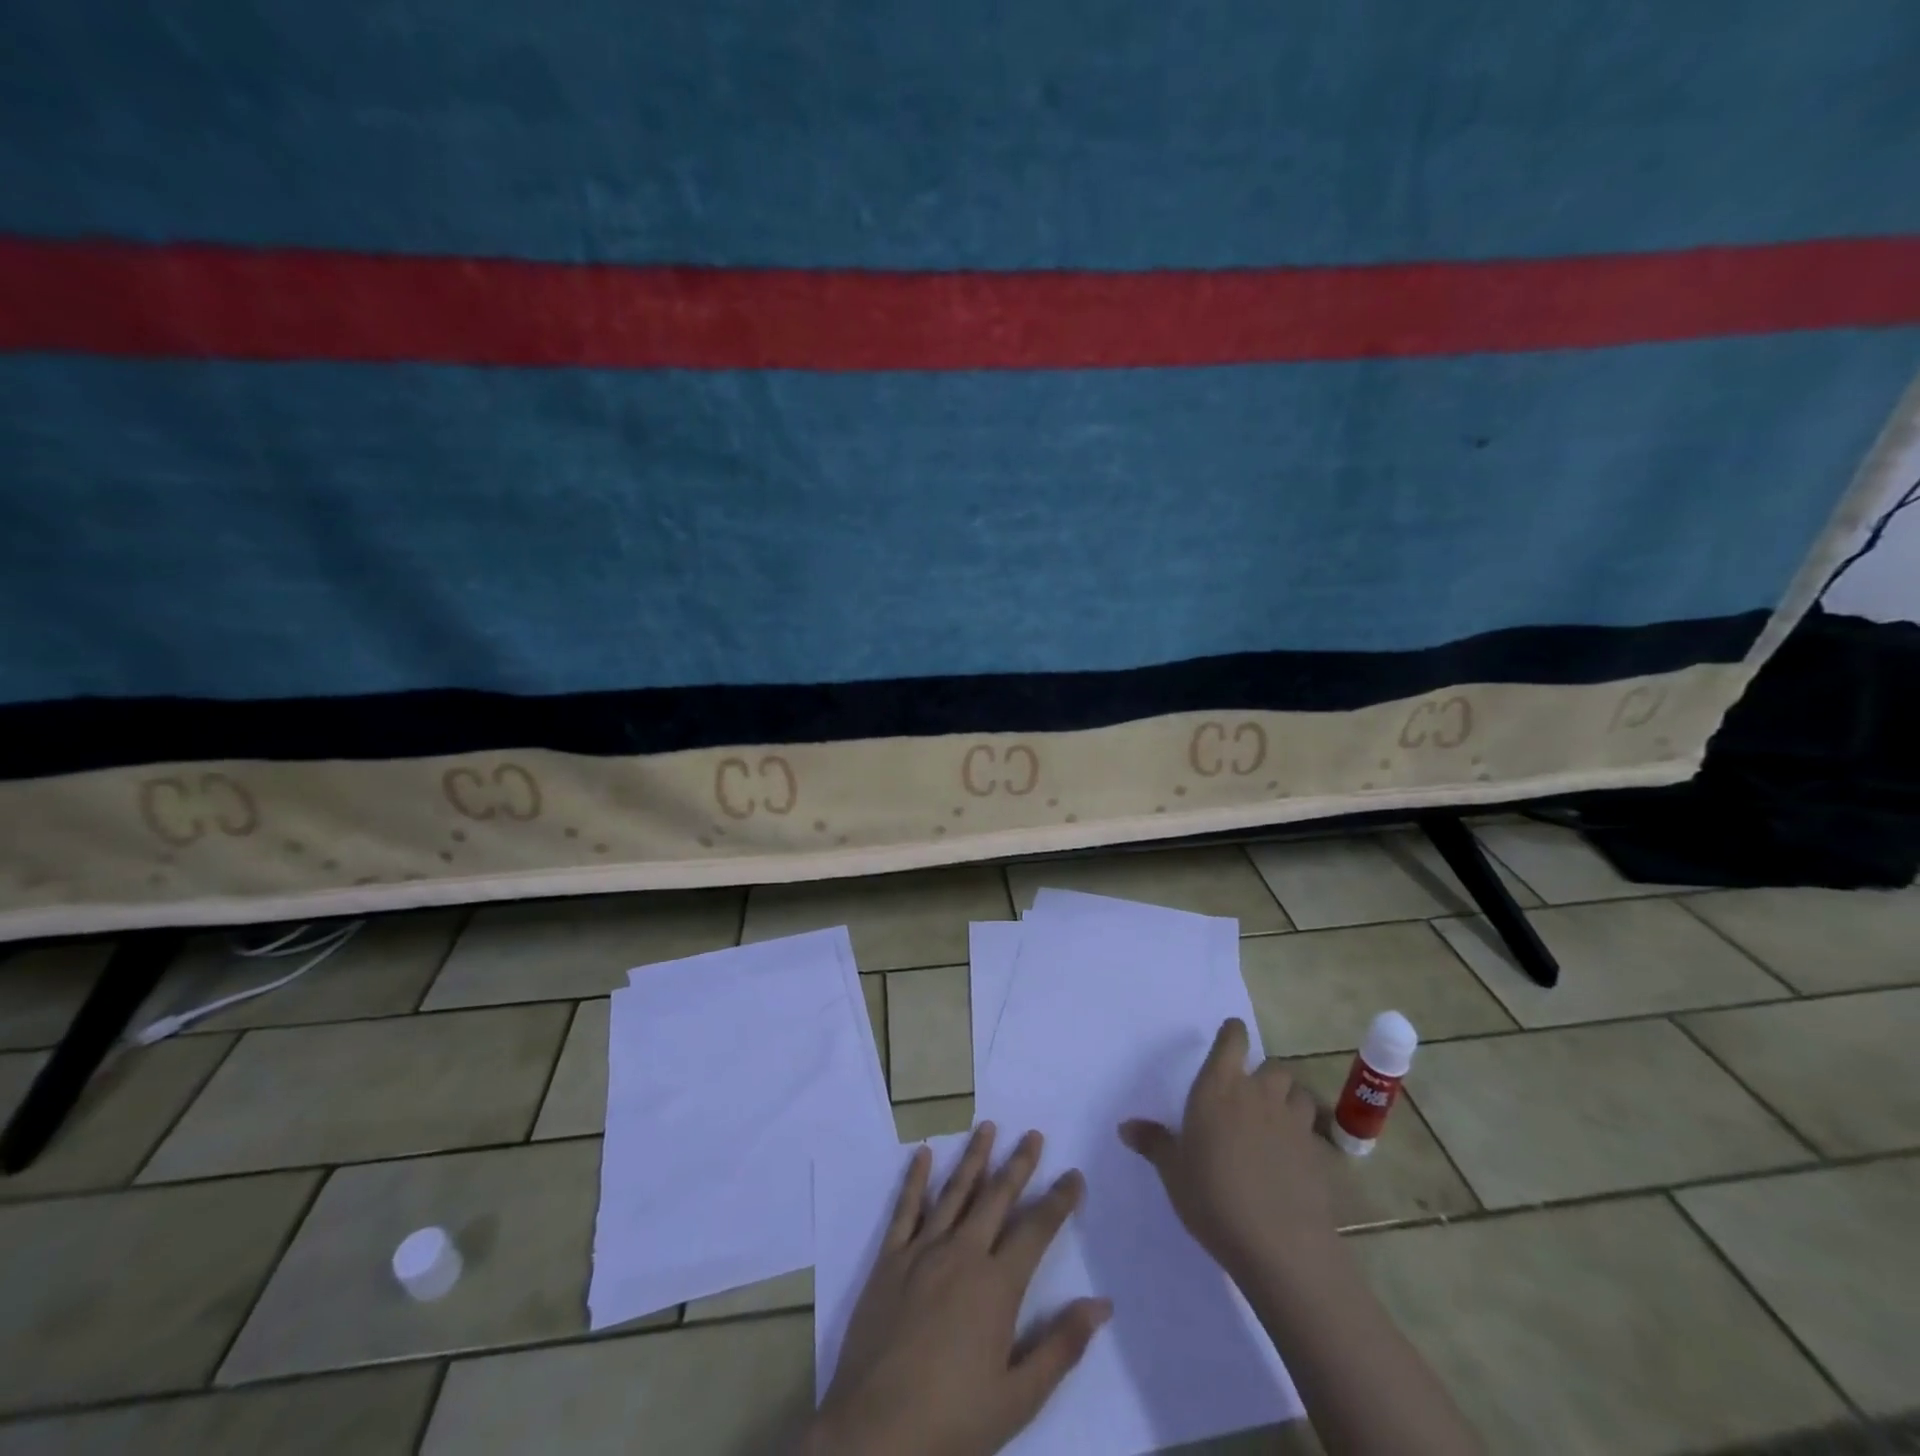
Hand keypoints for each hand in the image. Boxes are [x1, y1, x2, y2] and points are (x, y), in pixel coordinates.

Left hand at [806, 1123, 1112, 1455]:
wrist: (875, 1433)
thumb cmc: (953, 1421)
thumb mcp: (1018, 1397)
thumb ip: (1060, 1346)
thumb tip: (1101, 1305)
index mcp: (997, 1285)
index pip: (1037, 1230)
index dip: (1058, 1201)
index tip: (1074, 1175)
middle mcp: (962, 1253)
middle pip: (996, 1197)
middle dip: (1018, 1164)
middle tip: (1033, 1134)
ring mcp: (922, 1251)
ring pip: (954, 1191)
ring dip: (973, 1158)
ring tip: (987, 1127)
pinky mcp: (889, 1260)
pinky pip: (905, 1209)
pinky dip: (915, 1179)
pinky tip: (923, 1153)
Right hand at [1119, 1017, 1333, 1278]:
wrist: (1279, 1244)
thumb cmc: (1213, 1197)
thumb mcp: (1173, 1171)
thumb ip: (1153, 1143)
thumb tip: (1125, 1127)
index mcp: (1218, 1088)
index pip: (1232, 1042)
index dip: (1234, 1033)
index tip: (1233, 1032)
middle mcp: (1258, 1094)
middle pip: (1272, 1066)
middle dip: (1264, 1075)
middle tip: (1252, 1093)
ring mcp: (1292, 1122)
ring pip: (1298, 1093)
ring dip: (1289, 1100)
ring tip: (1278, 1119)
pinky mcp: (1318, 1153)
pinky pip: (1313, 1132)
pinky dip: (1305, 1136)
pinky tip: (1295, 1158)